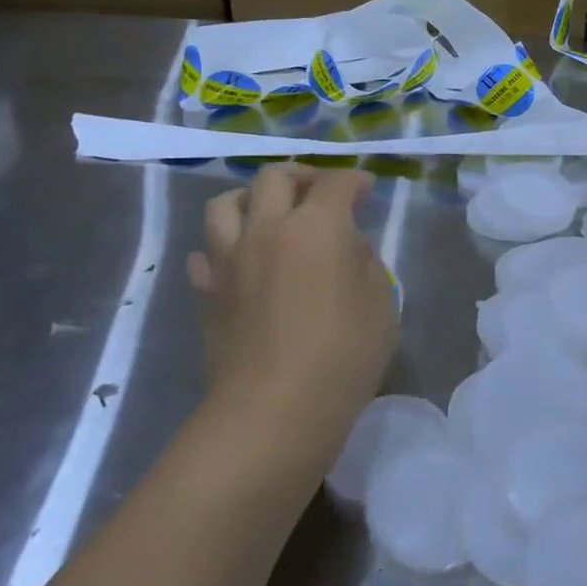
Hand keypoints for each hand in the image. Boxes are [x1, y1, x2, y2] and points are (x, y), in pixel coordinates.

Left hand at [188, 166, 398, 446]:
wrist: (275, 409)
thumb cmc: (344, 353)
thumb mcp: (381, 301)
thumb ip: (365, 261)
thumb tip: (346, 247)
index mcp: (318, 226)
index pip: (336, 183)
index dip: (356, 179)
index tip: (367, 188)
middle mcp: (268, 230)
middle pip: (274, 178)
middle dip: (302, 176)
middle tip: (319, 192)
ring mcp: (229, 260)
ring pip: (225, 204)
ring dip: (251, 199)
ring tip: (269, 215)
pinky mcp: (207, 293)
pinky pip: (205, 252)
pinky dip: (223, 246)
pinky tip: (241, 262)